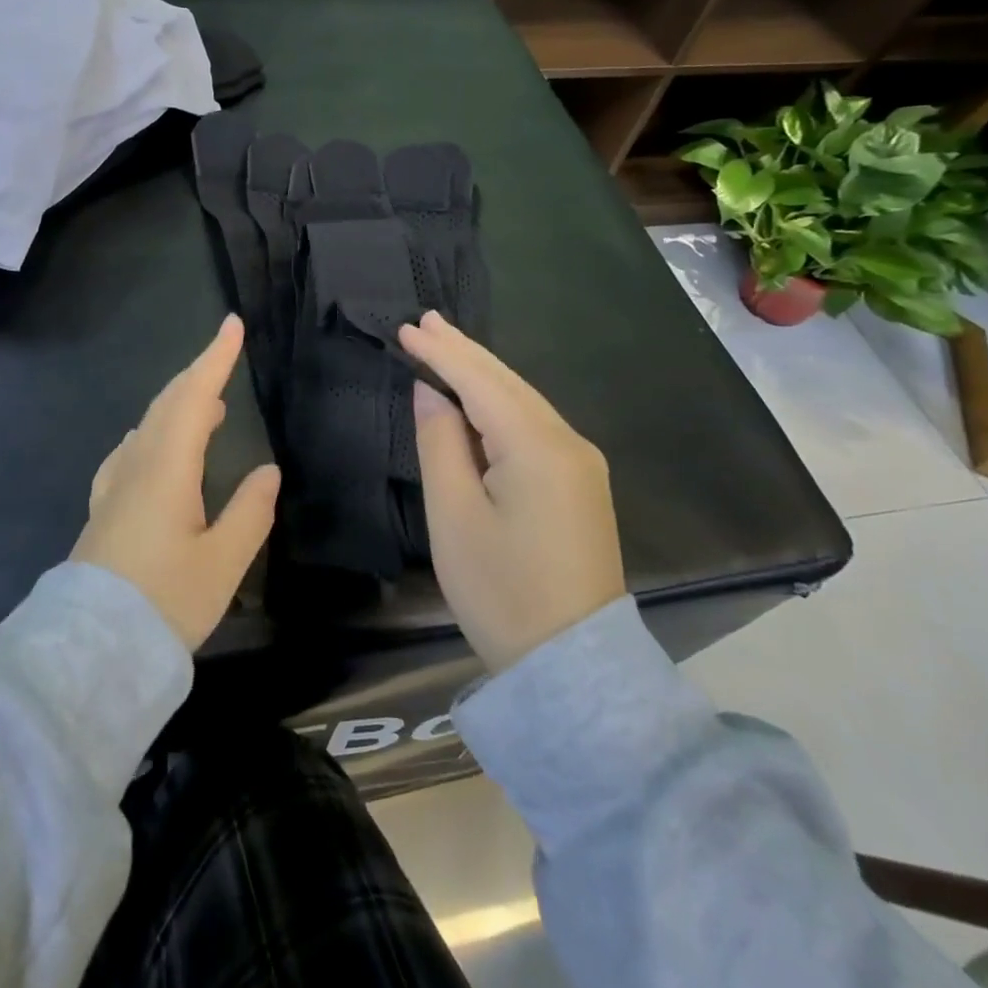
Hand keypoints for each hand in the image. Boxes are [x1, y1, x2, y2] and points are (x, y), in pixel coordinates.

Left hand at [71, 315, 280, 649]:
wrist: (88, 651)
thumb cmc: (162, 603)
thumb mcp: (222, 563)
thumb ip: (249, 513)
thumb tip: (267, 471)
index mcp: (167, 468)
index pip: (194, 396)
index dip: (215, 358)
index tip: (232, 325)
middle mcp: (137, 465)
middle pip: (167, 404)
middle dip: (197, 374)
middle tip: (224, 357)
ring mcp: (115, 486)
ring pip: (149, 426)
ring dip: (178, 404)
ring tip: (208, 405)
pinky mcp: (105, 509)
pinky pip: (133, 451)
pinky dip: (156, 433)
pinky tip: (157, 449)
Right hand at [399, 311, 625, 673]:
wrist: (572, 665)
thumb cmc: (501, 591)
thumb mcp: (454, 515)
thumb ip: (439, 442)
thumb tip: (430, 392)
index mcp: (537, 447)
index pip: (480, 381)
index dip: (441, 352)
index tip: (407, 327)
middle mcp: (568, 442)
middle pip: (507, 382)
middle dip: (464, 351)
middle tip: (424, 321)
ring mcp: (580, 463)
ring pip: (522, 400)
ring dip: (482, 372)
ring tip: (444, 344)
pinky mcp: (580, 483)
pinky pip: (533, 425)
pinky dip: (499, 402)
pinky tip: (478, 394)